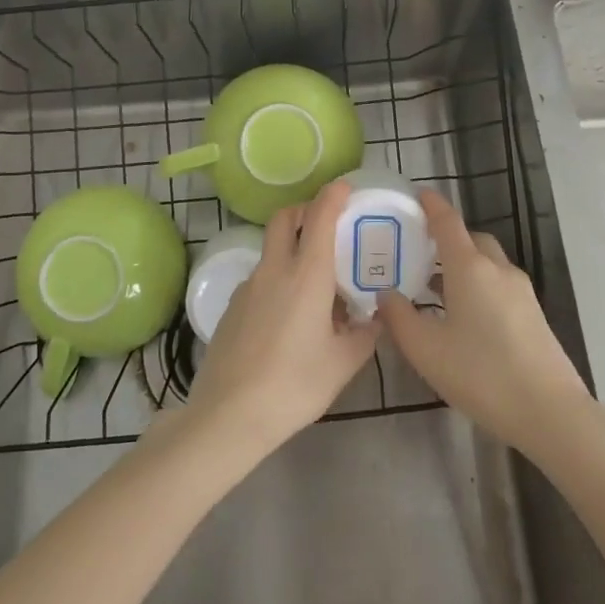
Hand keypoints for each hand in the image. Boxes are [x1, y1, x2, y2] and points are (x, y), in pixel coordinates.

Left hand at [182, 181, 376, 458]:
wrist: (229, 414)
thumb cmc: (295, 384)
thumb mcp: (343, 363)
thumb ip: (364, 335)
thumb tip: (375, 320)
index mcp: (306, 275)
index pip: (319, 217)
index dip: (332, 196)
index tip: (345, 188)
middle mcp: (274, 270)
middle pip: (283, 219)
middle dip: (304, 210)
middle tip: (325, 224)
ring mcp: (248, 287)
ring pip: (270, 251)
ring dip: (290, 249)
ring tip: (314, 286)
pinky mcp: (231, 308)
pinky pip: (259, 279)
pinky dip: (277, 280)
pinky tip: (288, 318)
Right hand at [375, 189, 590, 453]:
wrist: (549, 412)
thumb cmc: (480, 374)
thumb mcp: (426, 350)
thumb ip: (400, 317)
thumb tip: (386, 294)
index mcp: (470, 267)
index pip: (448, 222)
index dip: (431, 205)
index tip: (417, 194)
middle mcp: (498, 269)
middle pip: (471, 239)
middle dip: (447, 239)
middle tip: (419, 252)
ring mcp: (521, 291)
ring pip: (487, 263)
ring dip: (462, 265)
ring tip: (435, 288)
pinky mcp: (533, 314)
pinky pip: (499, 284)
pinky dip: (478, 284)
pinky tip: (463, 316)